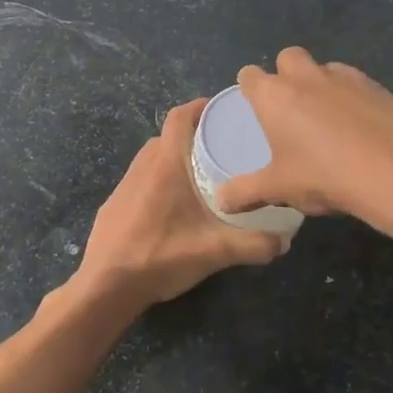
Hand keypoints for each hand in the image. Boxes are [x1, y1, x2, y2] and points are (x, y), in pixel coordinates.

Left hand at [74, 99, 285, 310]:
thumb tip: (285, 241)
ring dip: (174, 159)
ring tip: (201, 175)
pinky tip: (173, 206)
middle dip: (192, 135)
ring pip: (152, 159)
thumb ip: (254, 244)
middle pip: (167, 136)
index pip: (179, 117)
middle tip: (221, 147)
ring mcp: (124, 186)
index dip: (199, 107)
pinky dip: (159, 181)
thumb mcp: (215, 251)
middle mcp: (142, 166)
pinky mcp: (114, 205)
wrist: (106, 286)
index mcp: (165, 164)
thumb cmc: (161, 256)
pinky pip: (140, 180)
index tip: (222, 111)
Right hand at [214, 47, 392, 235]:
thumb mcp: (279, 190)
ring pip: (324, 68)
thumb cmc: (325, 177)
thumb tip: (220, 200)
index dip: (248, 88)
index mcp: (275, 95)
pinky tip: (357, 127)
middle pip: (288, 58)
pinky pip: (354, 84)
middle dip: (285, 75)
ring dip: (319, 85)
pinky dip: (350, 98)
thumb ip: (245, 192)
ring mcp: (346, 77)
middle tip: (289, 110)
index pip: (249, 75)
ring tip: (325, 121)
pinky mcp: (378, 86)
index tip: (253, 107)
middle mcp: (307, 76)